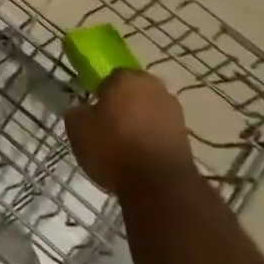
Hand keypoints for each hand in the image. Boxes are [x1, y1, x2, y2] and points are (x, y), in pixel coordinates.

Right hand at [65, 69, 194, 199]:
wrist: (158, 185)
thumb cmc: (113, 146)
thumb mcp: (76, 127)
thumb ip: (78, 112)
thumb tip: (84, 111)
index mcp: (128, 77)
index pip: (110, 77)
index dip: (99, 93)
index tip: (91, 110)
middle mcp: (155, 88)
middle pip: (132, 94)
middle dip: (121, 106)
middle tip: (104, 126)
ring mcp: (175, 114)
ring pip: (148, 113)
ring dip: (137, 124)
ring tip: (120, 146)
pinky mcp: (186, 139)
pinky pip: (159, 133)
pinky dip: (149, 141)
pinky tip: (136, 158)